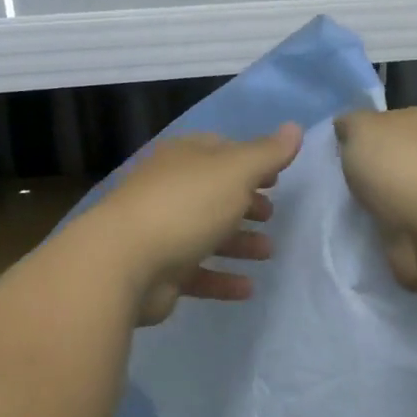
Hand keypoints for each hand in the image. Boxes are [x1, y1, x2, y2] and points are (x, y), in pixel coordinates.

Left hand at [82, 123, 301, 325]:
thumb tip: (294, 127)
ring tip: (268, 252)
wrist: (122, 263)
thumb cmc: (185, 206)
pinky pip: (197, 273)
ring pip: (206, 233)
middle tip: (272, 215)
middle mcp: (169, 190)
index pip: (220, 150)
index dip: (251, 161)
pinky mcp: (158, 271)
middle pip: (213, 192)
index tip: (277, 178)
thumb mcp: (235, 172)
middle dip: (245, 203)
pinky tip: (248, 288)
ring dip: (238, 242)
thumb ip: (267, 153)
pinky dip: (222, 279)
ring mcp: (161, 231)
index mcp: (184, 158)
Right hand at [333, 108, 416, 292]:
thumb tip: (346, 127)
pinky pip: (393, 225)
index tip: (335, 153)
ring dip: (370, 203)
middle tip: (333, 184)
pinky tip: (360, 231)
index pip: (383, 123)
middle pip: (386, 160)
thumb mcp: (362, 129)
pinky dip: (379, 229)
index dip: (358, 136)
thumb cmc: (400, 167)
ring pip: (388, 194)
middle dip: (364, 172)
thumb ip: (351, 124)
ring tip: (341, 211)